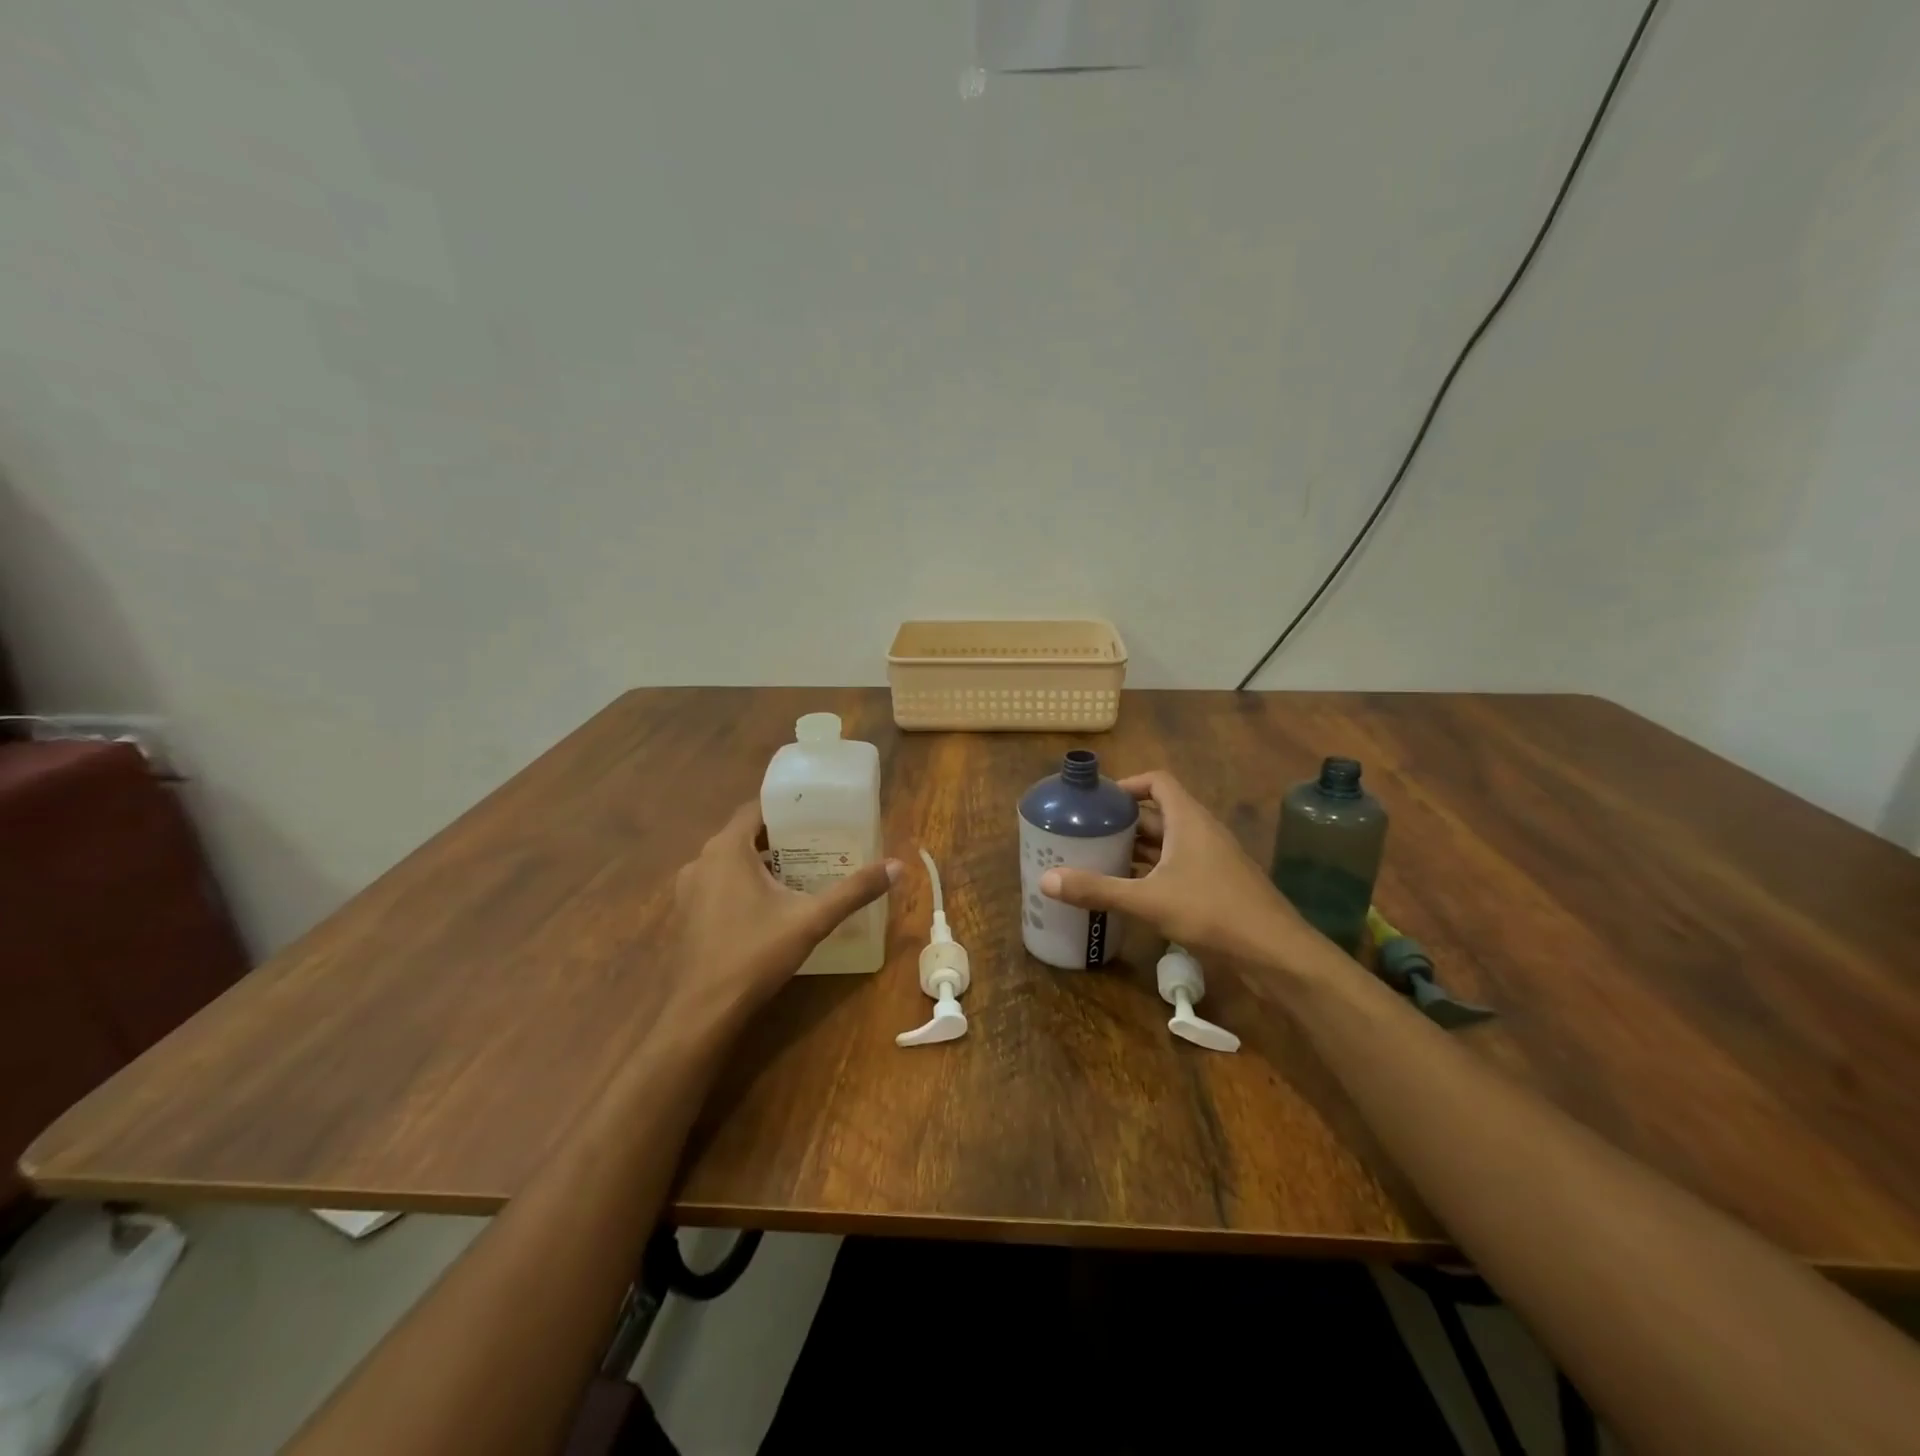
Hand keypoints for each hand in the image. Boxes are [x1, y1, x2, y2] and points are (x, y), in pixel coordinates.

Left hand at [660, 801, 898, 1030]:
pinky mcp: (686, 914)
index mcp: (727, 849)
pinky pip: (719, 884)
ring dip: (761, 863)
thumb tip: (897, 866)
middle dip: (780, 837)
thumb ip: (854, 891)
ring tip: (800, 871)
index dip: (787, 808)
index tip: (817, 814)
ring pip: (731, 862)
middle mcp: (702, 860)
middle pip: (745, 835)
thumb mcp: (812, 920)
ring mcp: (689, 889)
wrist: (704, 1010)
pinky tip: (770, 905)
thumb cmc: (756, 954)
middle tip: (818, 843)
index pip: (756, 809)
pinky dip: (743, 884)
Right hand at [1039, 770, 1325, 971]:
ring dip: (1137, 848)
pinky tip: (1129, 890)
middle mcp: (1201, 832)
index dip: (1128, 784)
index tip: (1098, 800)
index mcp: (1189, 820)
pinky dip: (1152, 871)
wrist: (1276, 952)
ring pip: (1168, 843)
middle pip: (1159, 813)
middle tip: (1087, 832)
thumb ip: (1098, 889)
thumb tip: (1046, 880)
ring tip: (1099, 858)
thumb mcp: (1148, 900)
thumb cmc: (1213, 912)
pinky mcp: (1217, 885)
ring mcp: (1212, 859)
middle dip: (1124, 821)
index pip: (1157, 782)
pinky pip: (1178, 866)